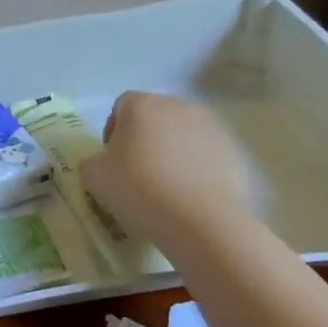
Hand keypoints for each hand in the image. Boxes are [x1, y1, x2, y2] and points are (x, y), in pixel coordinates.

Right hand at [79, 91, 255, 242]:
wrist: (201, 221)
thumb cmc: (139, 189)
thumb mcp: (94, 176)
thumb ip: (94, 160)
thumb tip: (105, 162)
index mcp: (142, 105)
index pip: (122, 106)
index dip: (113, 130)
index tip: (112, 160)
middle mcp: (179, 106)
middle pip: (155, 117)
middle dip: (145, 139)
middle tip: (137, 172)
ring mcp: (211, 128)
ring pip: (183, 135)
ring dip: (172, 152)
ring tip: (166, 187)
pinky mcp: (233, 153)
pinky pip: (206, 156)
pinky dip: (197, 169)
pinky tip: (190, 196)